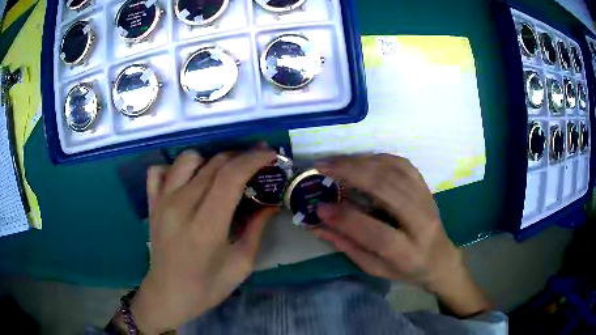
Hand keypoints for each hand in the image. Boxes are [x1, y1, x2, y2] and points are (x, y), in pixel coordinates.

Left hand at [130, 149, 277, 332]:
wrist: (167, 295)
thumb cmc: (207, 287)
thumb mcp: (241, 265)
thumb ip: (256, 229)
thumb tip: (271, 202)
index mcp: (206, 226)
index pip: (230, 176)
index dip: (253, 160)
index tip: (271, 155)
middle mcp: (181, 206)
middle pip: (214, 163)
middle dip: (240, 156)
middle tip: (257, 162)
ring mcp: (162, 201)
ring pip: (188, 158)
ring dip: (210, 160)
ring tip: (223, 174)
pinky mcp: (151, 202)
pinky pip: (159, 170)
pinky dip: (176, 169)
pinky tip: (187, 182)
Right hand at [313, 154, 488, 316]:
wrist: (440, 258)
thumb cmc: (406, 269)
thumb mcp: (375, 269)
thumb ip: (348, 247)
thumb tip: (318, 225)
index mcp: (408, 253)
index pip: (377, 234)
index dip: (347, 219)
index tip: (320, 208)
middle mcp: (422, 223)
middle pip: (388, 190)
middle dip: (352, 174)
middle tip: (323, 167)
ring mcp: (427, 201)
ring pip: (395, 172)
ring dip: (362, 162)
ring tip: (335, 161)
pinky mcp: (426, 187)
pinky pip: (402, 164)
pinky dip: (378, 158)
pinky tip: (360, 159)